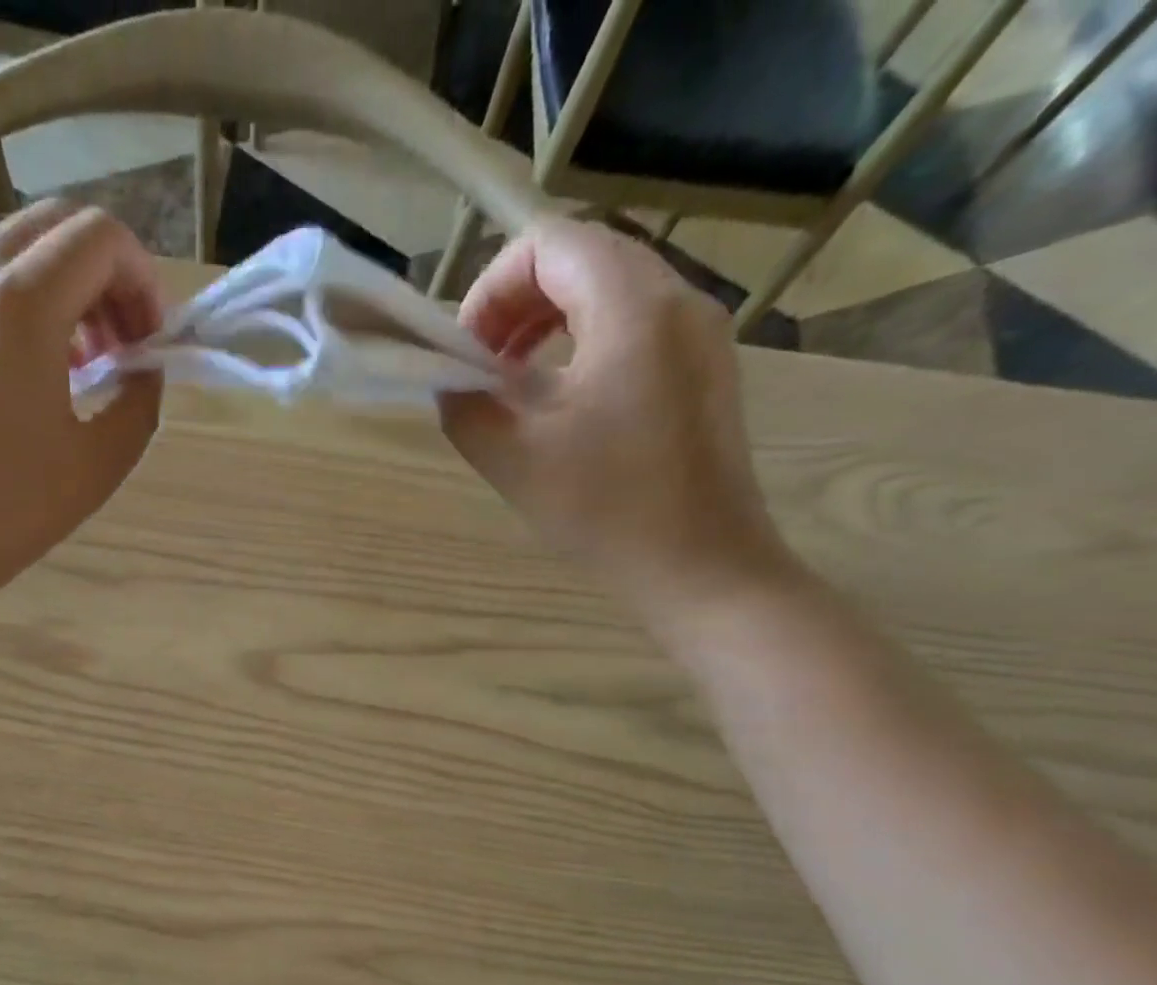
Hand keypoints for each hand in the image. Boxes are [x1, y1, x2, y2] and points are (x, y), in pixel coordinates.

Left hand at [0, 201, 166, 625]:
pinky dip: (36, 307)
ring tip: (94, 365)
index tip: (154, 345)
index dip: (145, 280)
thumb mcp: (101, 462)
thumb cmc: (13, 510)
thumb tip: (144, 369)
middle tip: (129, 345)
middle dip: (111, 274)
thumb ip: (140, 400)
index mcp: (22, 306)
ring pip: (23, 251)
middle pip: (59, 226)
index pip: (101, 237)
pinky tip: (51, 375)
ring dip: (73, 289)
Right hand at [439, 215, 795, 629]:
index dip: (492, 287)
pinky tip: (562, 402)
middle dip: (517, 301)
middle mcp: (677, 300)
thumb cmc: (606, 511)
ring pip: (611, 290)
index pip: (551, 244)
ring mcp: (700, 334)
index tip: (465, 351)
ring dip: (549, 322)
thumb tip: (451, 383)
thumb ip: (467, 407)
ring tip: (514, 383)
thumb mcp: (514, 460)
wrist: (702, 567)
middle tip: (481, 365)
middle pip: (584, 258)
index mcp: (632, 308)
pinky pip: (636, 326)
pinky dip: (585, 343)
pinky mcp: (704, 370)